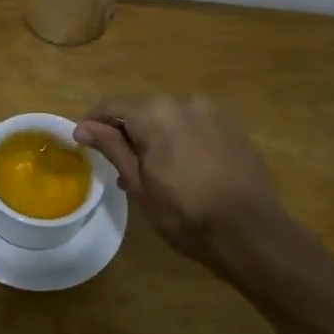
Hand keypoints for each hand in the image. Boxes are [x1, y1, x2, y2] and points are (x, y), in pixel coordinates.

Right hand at [74, 95, 282, 270]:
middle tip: (119, 168)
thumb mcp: (140, 184)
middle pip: (142, 109)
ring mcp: (213, 112)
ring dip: (154, 138)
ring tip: (152, 174)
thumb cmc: (186, 213)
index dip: (93, 123)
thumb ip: (112, 148)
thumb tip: (82, 127)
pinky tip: (182, 171)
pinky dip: (179, 140)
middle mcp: (184, 101)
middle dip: (126, 133)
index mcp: (156, 112)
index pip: (112, 105)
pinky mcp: (232, 127)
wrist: (251, 232)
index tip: (84, 145)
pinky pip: (194, 126)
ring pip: (169, 118)